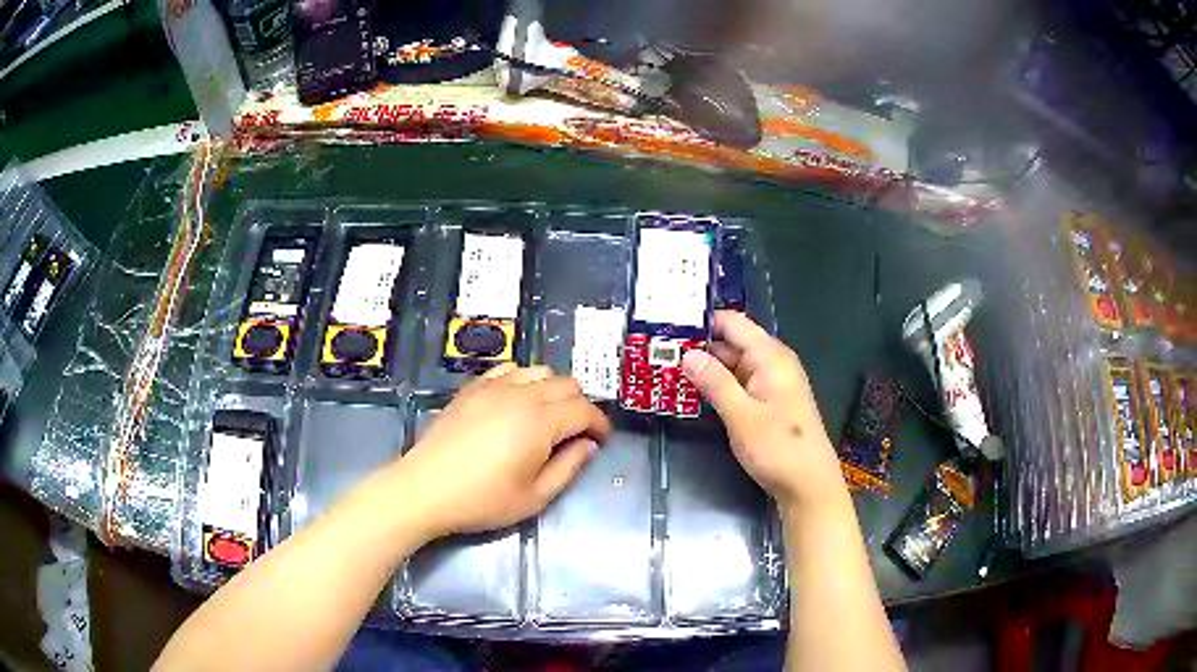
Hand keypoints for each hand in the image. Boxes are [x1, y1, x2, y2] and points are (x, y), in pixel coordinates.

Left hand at [394, 364, 610, 539]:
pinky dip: (523, 380)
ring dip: (554, 390)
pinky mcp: (472, 388)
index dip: (599, 424)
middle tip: (576, 433)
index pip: (584, 410)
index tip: (601, 441)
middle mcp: (521, 394)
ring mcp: (493, 387)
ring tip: (548, 416)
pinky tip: (516, 401)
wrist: (425, 489)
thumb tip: (587, 445)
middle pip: (567, 384)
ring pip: (539, 371)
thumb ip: (568, 468)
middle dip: (580, 406)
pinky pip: (508, 370)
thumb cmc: (482, 500)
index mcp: (540, 422)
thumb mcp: (534, 497)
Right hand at [682, 310, 843, 507]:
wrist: (809, 485)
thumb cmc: (778, 448)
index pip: (732, 323)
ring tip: (666, 371)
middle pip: (731, 343)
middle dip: (697, 347)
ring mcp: (771, 384)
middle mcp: (772, 363)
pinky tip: (692, 393)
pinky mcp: (769, 403)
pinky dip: (717, 386)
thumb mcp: (741, 416)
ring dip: (705, 369)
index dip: (701, 322)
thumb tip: (688, 354)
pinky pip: (739, 384)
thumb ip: (714, 382)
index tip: (667, 327)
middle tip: (658, 353)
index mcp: (770, 356)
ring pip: (733, 366)